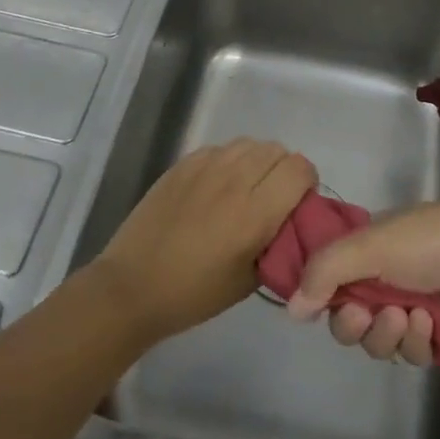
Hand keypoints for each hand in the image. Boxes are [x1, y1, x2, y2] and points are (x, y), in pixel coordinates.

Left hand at [93, 139, 315, 343]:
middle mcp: (234, 180)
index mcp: (254, 213)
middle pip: (277, 150)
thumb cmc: (194, 294)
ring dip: (257, 162)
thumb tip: (292, 223)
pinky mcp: (183, 164)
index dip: (306, 183)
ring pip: (249, 144)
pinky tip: (216, 188)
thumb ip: (278, 244)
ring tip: (244, 190)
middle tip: (272, 199)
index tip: (296, 205)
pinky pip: (221, 149)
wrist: (133, 286)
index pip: (300, 169)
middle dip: (283, 170)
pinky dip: (229, 162)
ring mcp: (205, 166)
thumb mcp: (249, 281)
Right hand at [284, 203, 439, 366]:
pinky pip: (410, 354)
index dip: (325, 298)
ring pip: (378, 342)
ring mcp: (411, 309)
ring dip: (391, 333)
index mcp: (369, 249)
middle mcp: (386, 279)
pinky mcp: (436, 338)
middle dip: (355, 323)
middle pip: (349, 320)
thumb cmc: (430, 241)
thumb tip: (291, 308)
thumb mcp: (371, 244)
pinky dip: (418, 341)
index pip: (330, 282)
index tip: (327, 303)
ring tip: (412, 315)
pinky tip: (433, 323)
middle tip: (366, 315)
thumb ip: (326, 271)